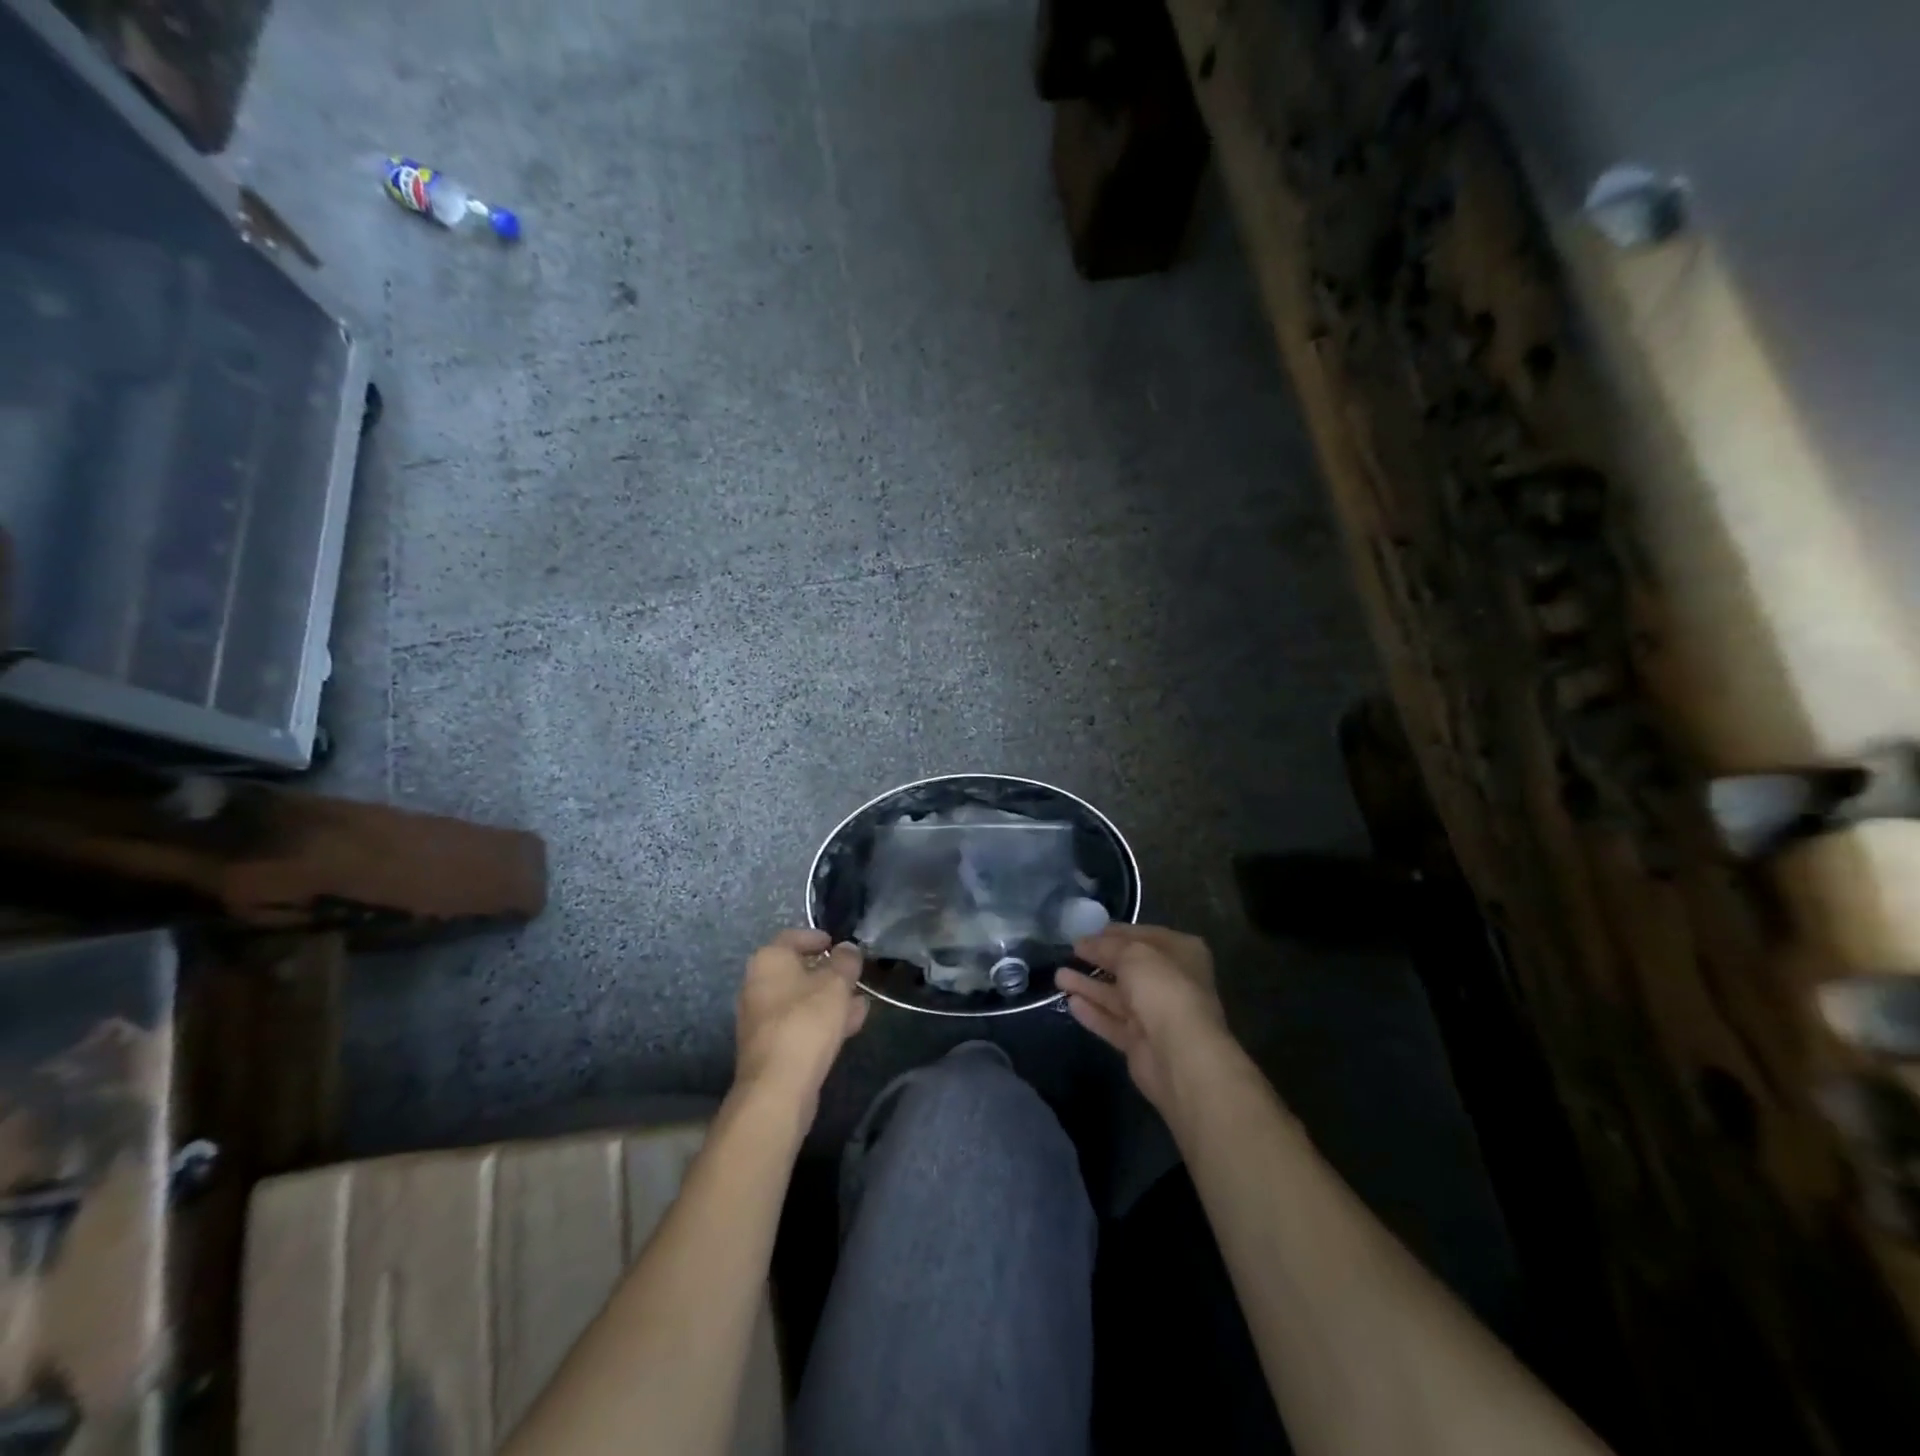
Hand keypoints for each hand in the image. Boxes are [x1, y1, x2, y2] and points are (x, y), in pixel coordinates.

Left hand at [735, 930, 868, 1115]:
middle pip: (798, 970)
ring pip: (801, 999)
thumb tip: (847, 949)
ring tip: (860, 1005)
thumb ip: (846, 961)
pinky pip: (798, 1023)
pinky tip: (848, 1028)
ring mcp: (760, 1017)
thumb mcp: (837, 983)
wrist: (778, 1085)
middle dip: (829, 974)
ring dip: (830, 1000)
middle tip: (854, 977)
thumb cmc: (807, 1021)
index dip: (818, 938)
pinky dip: (820, 1021)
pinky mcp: (768, 1046)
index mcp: (768, 960)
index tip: (839, 945)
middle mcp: (757, 984)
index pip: (793, 937)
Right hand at [1056, 924, 1230, 1113]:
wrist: (1180, 1055)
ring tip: (1058, 976)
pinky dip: (1093, 1012)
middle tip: (1069, 952)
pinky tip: (1070, 1002)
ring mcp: (1156, 1014)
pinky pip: (1112, 1022)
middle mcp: (1171, 981)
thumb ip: (1106, 946)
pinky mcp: (1140, 1042)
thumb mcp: (1132, 954)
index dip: (1113, 933)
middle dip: (1098, 959)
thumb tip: (1084, 943)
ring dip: (1088, 985)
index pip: (1143, 935)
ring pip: (1117, 996)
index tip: (1084, 932)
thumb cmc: (1162, 989)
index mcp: (1181, 952)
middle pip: (1128, 967)